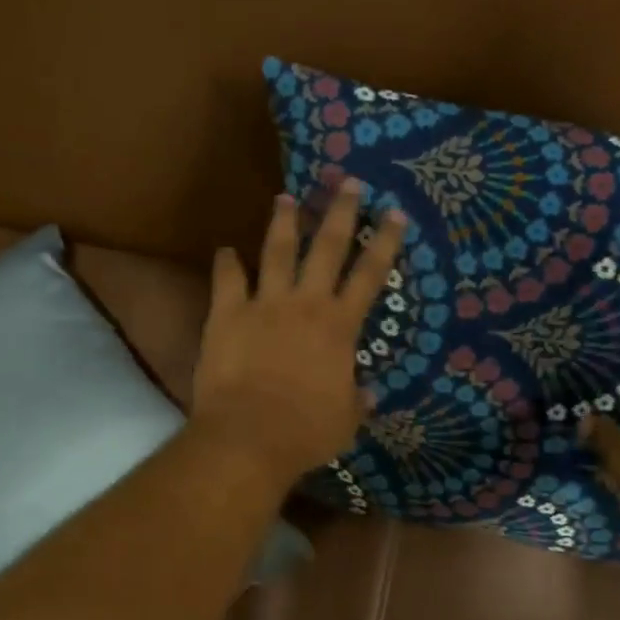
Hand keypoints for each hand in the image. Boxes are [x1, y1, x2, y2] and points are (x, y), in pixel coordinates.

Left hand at [191, 181, 405, 482]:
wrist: (249, 436)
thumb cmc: (306, 431)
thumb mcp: (346, 420)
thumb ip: (357, 400)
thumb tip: (368, 393)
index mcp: (339, 326)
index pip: (369, 275)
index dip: (384, 242)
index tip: (394, 213)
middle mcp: (305, 304)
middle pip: (326, 247)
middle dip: (340, 212)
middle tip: (348, 183)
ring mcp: (264, 304)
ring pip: (276, 252)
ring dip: (284, 223)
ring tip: (286, 197)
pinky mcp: (226, 315)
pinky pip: (227, 280)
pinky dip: (226, 263)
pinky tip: (225, 250)